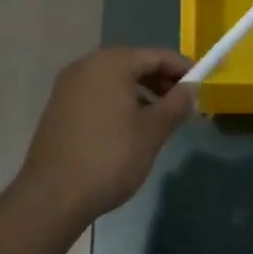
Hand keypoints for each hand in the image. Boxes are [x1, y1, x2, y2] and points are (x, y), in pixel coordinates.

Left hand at [16, 47, 193, 228]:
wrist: (51, 198)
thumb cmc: (109, 158)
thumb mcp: (153, 131)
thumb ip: (176, 104)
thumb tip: (190, 88)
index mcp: (112, 62)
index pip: (157, 55)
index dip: (182, 69)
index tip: (200, 85)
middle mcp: (87, 64)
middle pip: (134, 64)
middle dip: (161, 82)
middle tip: (181, 105)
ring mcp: (68, 85)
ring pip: (115, 80)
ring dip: (140, 94)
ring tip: (158, 120)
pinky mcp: (58, 107)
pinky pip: (97, 94)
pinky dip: (117, 103)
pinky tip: (128, 129)